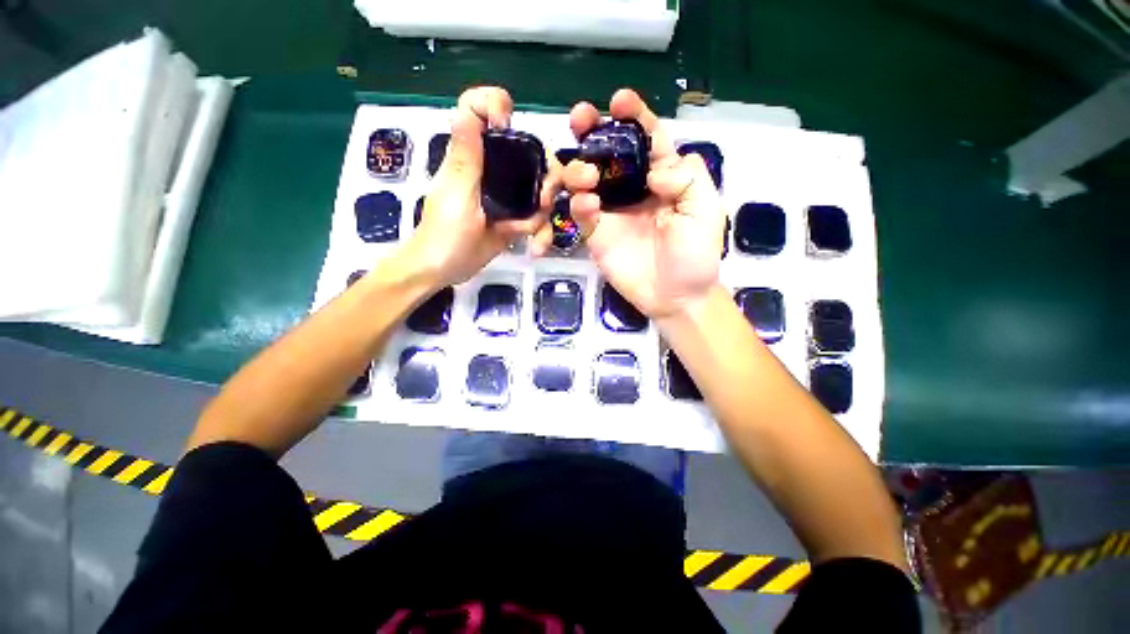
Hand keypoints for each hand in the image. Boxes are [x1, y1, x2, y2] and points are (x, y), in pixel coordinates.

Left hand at [401, 87, 557, 287]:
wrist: (444, 271)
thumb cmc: (444, 235)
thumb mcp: (457, 196)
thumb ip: (466, 158)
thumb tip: (470, 109)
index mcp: (473, 156)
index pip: (479, 110)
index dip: (497, 106)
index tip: (509, 128)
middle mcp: (493, 170)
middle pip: (529, 154)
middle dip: (545, 177)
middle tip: (542, 202)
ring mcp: (506, 197)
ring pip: (539, 189)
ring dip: (543, 213)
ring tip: (535, 233)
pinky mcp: (514, 219)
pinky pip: (537, 218)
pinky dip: (540, 232)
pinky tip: (535, 246)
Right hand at [548, 89, 724, 318]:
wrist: (675, 296)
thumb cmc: (695, 255)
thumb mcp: (706, 211)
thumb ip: (688, 179)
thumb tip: (655, 169)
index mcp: (662, 177)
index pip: (646, 138)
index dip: (634, 116)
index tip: (620, 101)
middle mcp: (633, 188)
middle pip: (609, 151)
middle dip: (593, 130)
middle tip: (580, 118)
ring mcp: (612, 211)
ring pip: (587, 177)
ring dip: (580, 167)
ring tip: (587, 175)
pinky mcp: (597, 234)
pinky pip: (581, 212)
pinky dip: (579, 203)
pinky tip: (587, 204)